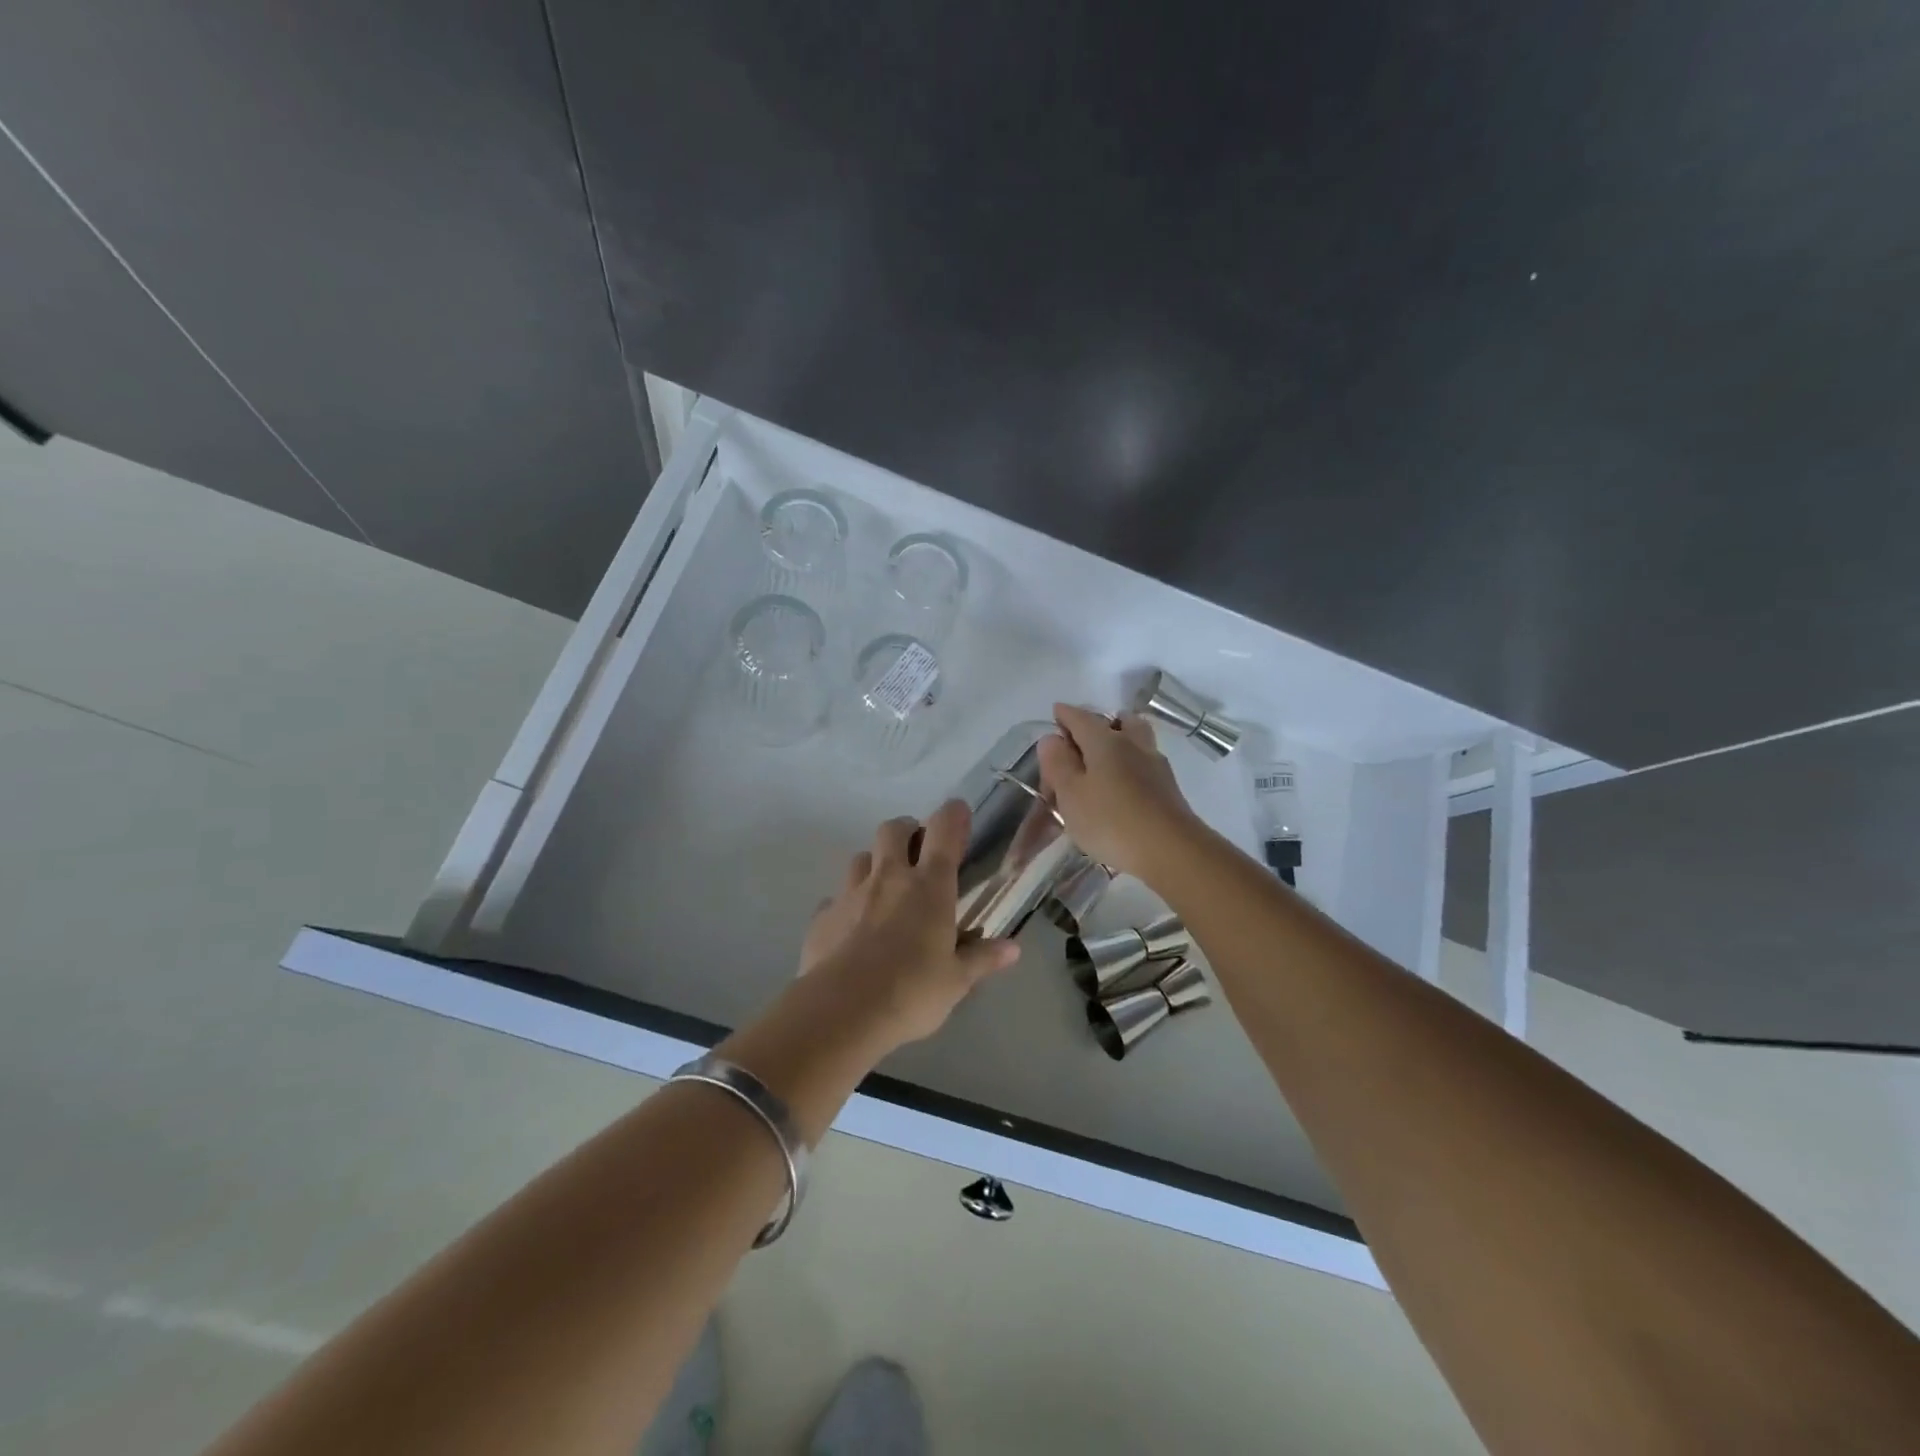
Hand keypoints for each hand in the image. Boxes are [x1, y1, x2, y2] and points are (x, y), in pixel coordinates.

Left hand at [797, 801, 1020, 1048]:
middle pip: (893, 829)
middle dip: (906, 830)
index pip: (943, 831)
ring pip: (861, 858)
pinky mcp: (822, 916)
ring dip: (874, 864)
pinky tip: (852, 928)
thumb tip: (1012, 949)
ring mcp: (850, 894)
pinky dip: (846, 905)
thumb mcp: (956, 981)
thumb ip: (982, 959)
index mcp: (929, 887)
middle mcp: (889, 878)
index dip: (953, 815)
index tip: (959, 813)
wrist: (842, 1012)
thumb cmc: (911, 992)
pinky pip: (834, 899)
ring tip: (884, 890)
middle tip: (917, 852)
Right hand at [1038, 702, 1205, 880]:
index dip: (1065, 714)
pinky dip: (1131, 764)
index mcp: (1105, 741)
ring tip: (1102, 761)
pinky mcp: (1168, 788)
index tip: (1056, 713)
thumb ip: (1058, 764)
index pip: (1081, 717)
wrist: (1171, 850)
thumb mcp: (1071, 795)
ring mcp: (1155, 765)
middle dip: (1100, 722)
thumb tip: (1052, 738)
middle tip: (1083, 737)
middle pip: (1118, 721)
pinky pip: (1145, 762)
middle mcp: (1133, 744)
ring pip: (1136, 740)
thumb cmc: (1111, 821)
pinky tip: (1122, 783)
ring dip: (1120, 741)